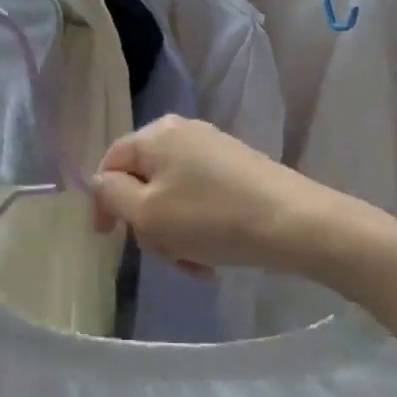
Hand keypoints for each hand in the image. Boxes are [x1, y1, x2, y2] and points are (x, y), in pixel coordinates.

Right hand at [90, 117, 335, 276]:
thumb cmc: (210, 218)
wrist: (295, 223)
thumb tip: (101, 182)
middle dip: (147, 223)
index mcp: (156, 135)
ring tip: (194, 264)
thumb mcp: (147, 212)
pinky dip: (198, 229)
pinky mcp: (239, 169)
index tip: (108, 238)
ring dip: (174, 234)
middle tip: (164, 255)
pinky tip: (213, 257)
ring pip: (173, 196)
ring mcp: (214, 149)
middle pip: (143, 182)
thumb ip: (112, 195)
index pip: (110, 162)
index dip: (103, 202)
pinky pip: (201, 199)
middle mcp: (183, 132)